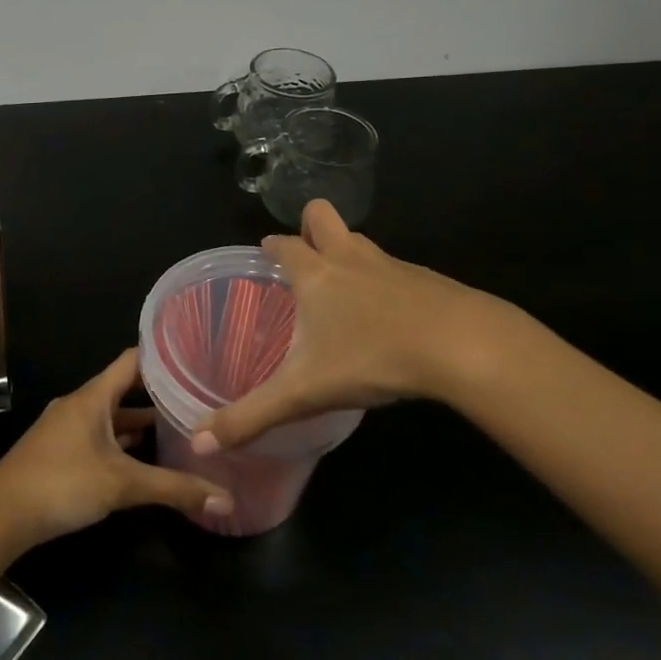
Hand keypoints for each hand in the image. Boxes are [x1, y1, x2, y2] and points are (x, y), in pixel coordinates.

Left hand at [0, 349, 232, 547]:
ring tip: (179, 427)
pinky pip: (99, 435)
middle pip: (123, 388)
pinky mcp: (60, 451)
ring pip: (111, 416)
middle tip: (196, 396)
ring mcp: (67, 427)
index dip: (162, 355)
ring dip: (139, 421)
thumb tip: (226, 499)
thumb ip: (174, 489)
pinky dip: (121, 441)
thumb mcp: (123, 485)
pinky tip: (142, 458)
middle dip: (158, 394)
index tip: (194, 355)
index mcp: (93, 396)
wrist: (1, 514)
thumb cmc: (62, 483)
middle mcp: (80, 404)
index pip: (132, 360)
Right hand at [195, 200, 555, 453]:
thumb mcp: (304, 392)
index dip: (273, 245)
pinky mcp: (427, 280)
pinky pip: (395, 268)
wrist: (462, 346)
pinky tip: (389, 317)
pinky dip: (384, 281)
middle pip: (323, 216)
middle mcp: (350, 258)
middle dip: (310, 225)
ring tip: (343, 287)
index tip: (267, 251)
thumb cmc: (372, 357)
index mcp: (316, 274)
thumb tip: (198, 444)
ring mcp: (392, 265)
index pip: (285, 244)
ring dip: (347, 252)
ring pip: (361, 241)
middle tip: (305, 258)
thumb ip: (252, 417)